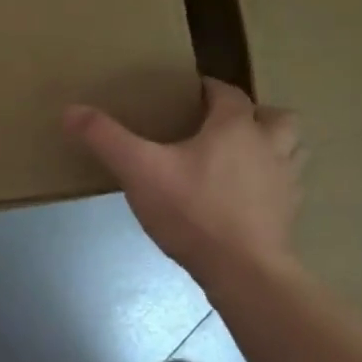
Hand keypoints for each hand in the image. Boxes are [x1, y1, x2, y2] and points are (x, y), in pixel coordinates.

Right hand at [66, 79, 301, 278]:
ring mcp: (285, 183)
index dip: (208, 89)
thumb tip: (70, 110)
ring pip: (291, 150)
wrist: (244, 272)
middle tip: (223, 127)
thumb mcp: (139, 170)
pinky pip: (286, 188)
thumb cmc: (193, 211)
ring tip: (241, 159)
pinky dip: (270, 185)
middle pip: (276, 117)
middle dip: (254, 116)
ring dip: (272, 147)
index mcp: (236, 127)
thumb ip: (105, 138)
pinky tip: (245, 200)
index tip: (187, 94)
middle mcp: (269, 147)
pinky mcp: (288, 216)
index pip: (227, 93)